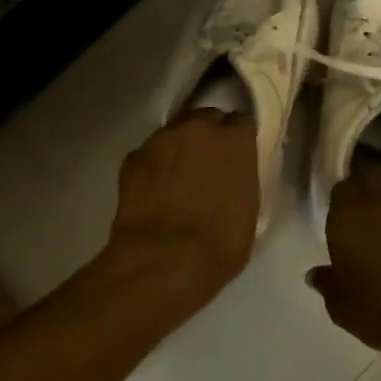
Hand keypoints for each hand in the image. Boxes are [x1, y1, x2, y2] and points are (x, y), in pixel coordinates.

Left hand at [108, 110, 259, 301]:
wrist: (164, 261)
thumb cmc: (220, 243)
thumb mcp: (248, 209)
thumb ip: (241, 179)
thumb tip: (231, 177)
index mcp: (235, 140)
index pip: (241, 123)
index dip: (238, 141)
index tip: (236, 159)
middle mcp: (198, 128)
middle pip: (205, 120)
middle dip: (207, 138)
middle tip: (207, 168)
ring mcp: (160, 140)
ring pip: (173, 135)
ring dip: (178, 150)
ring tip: (176, 181)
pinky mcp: (131, 158)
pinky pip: (149, 155)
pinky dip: (153, 167)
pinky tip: (153, 192)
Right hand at [307, 157, 380, 367]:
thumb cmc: (376, 307)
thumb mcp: (340, 304)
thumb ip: (327, 283)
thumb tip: (315, 275)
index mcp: (350, 213)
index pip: (342, 188)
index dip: (341, 198)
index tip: (338, 214)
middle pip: (375, 178)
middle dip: (368, 188)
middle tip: (361, 214)